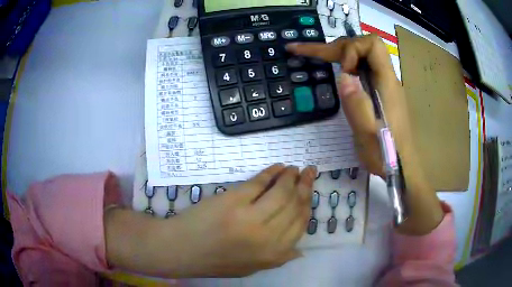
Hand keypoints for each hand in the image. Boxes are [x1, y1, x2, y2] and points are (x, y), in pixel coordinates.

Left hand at [105, 164, 316, 277]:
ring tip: (294, 169)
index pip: (301, 223)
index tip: (309, 190)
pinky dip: (271, 172)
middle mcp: (268, 237)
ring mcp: (251, 217)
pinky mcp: (233, 200)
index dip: (308, 203)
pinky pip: (260, 182)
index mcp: (274, 254)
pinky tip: (278, 167)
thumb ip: (278, 259)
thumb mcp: (251, 267)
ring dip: (291, 176)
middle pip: (295, 204)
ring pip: (282, 191)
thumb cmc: (215, 261)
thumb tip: (301, 250)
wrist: (182, 250)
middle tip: (309, 172)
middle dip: (305, 185)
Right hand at [286, 35, 406, 176]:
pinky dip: (346, 64)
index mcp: (386, 83)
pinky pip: (362, 68)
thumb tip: (343, 75)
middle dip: (338, 47)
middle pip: (364, 45)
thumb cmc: (386, 155)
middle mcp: (386, 78)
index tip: (343, 70)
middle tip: (309, 53)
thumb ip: (357, 104)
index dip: (352, 49)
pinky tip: (336, 72)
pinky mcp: (380, 92)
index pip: (372, 45)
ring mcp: (384, 84)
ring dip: (339, 53)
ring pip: (362, 55)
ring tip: (317, 57)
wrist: (402, 167)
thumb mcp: (368, 134)